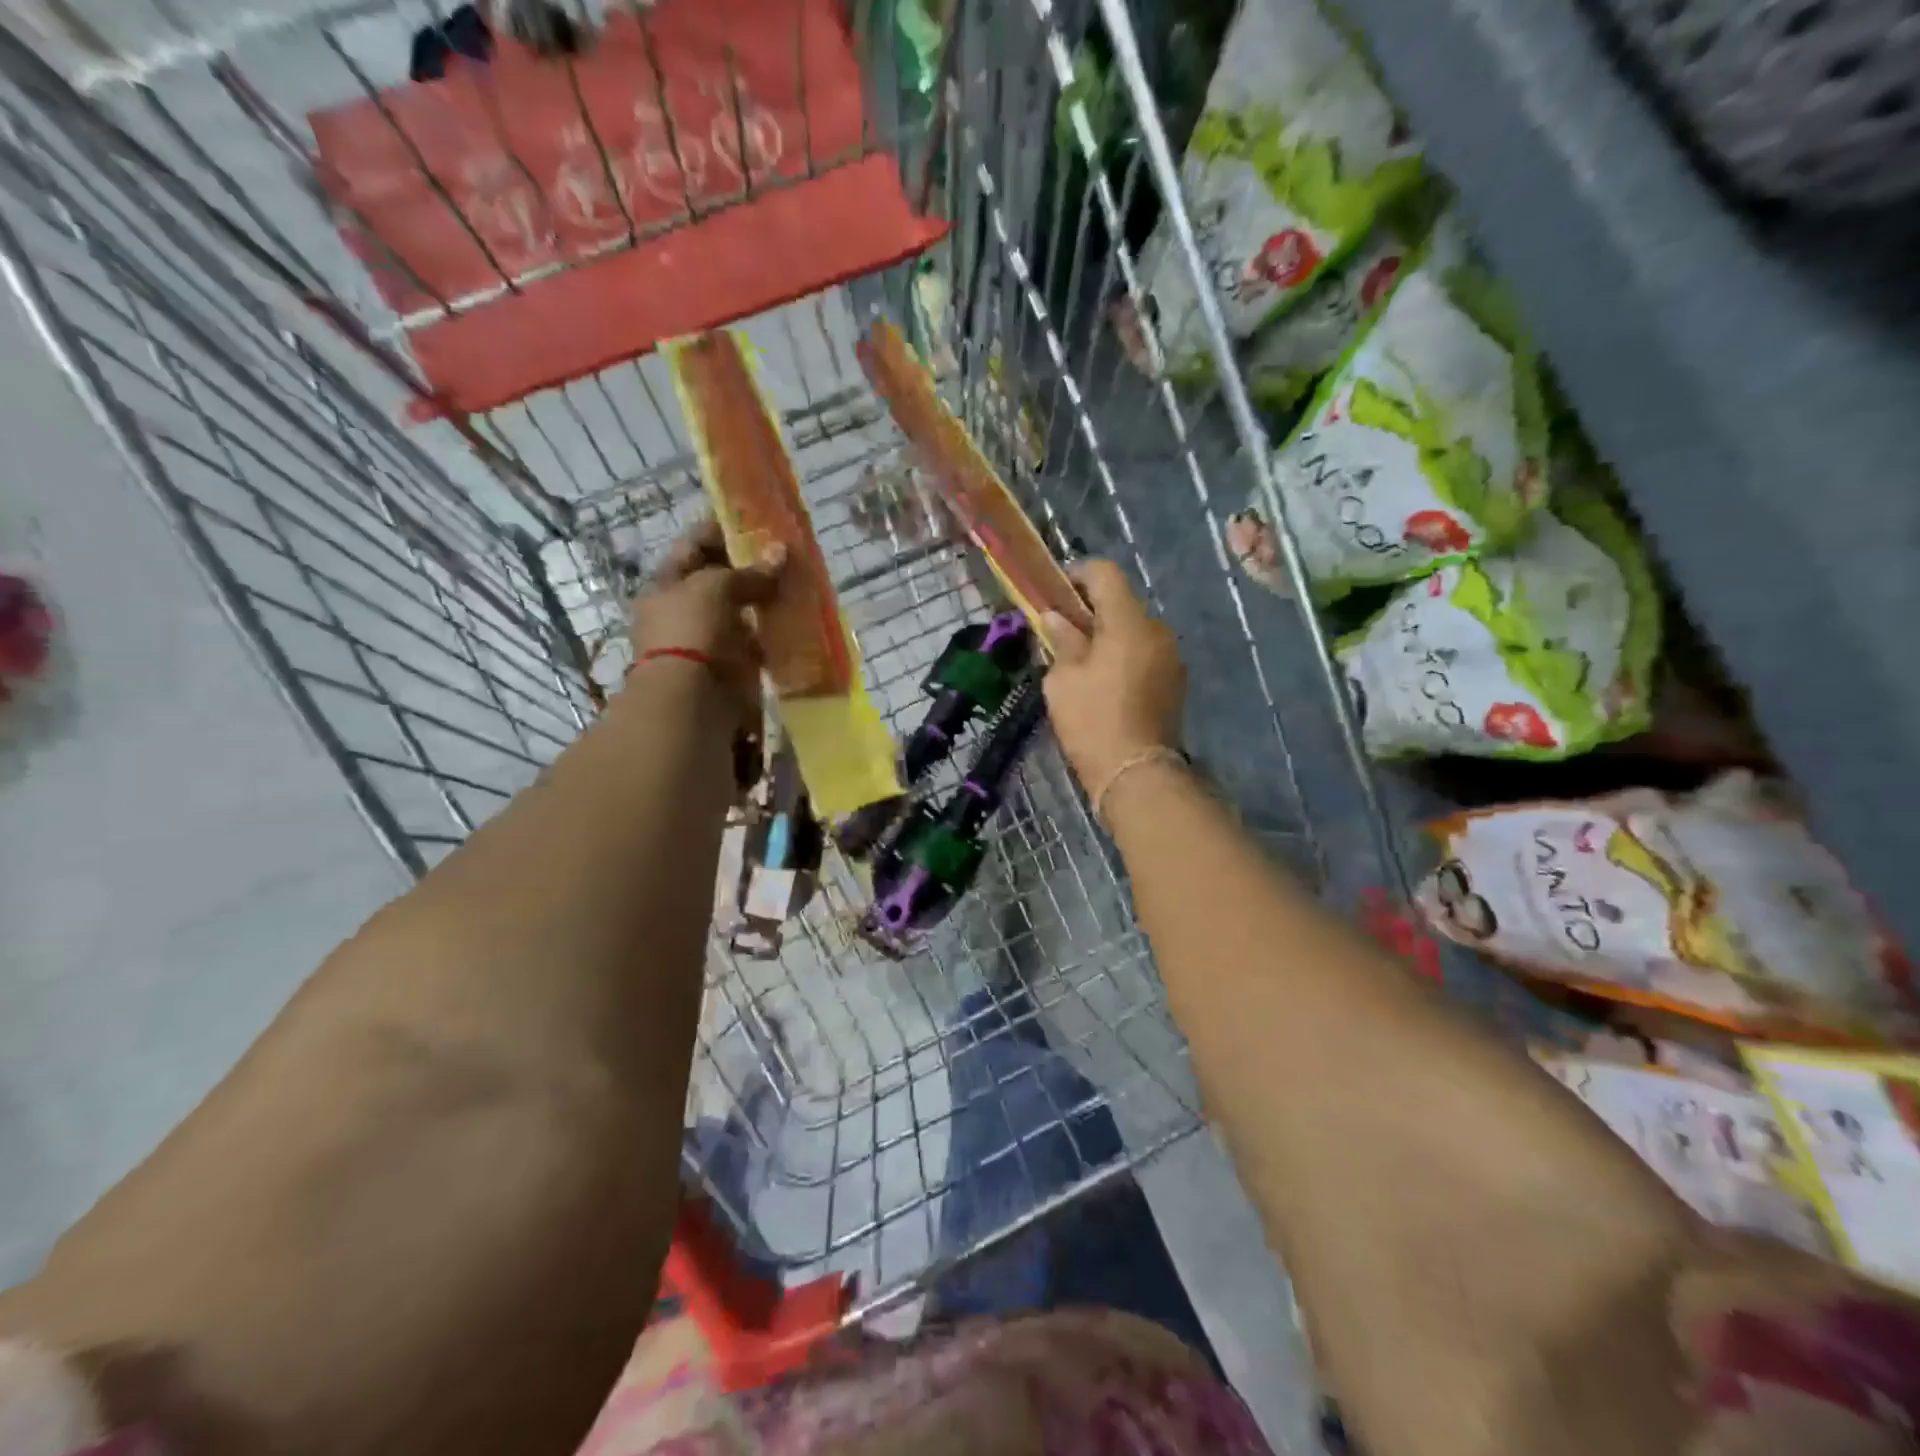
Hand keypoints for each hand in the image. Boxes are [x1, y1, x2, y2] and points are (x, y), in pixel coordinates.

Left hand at [630, 519, 784, 715]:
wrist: (692, 700)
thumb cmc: (692, 631)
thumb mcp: (716, 588)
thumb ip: (750, 571)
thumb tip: (782, 551)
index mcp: (668, 583)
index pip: (695, 546)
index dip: (722, 529)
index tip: (755, 518)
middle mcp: (685, 609)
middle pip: (721, 578)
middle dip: (752, 566)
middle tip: (787, 552)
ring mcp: (709, 639)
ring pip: (743, 609)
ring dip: (767, 598)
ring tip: (799, 582)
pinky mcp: (732, 665)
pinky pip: (757, 640)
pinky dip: (774, 631)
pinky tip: (797, 619)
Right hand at [1041, 560, 1185, 793]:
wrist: (1136, 773)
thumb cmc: (1092, 721)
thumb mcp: (1063, 680)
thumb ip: (1062, 641)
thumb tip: (1056, 618)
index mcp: (1129, 623)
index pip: (1105, 574)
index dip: (1077, 574)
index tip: (1055, 593)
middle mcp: (1157, 631)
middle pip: (1121, 603)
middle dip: (1090, 610)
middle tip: (1061, 631)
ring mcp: (1171, 658)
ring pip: (1134, 630)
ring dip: (1107, 635)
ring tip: (1081, 661)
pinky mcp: (1174, 682)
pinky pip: (1144, 653)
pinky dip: (1123, 656)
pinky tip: (1103, 682)